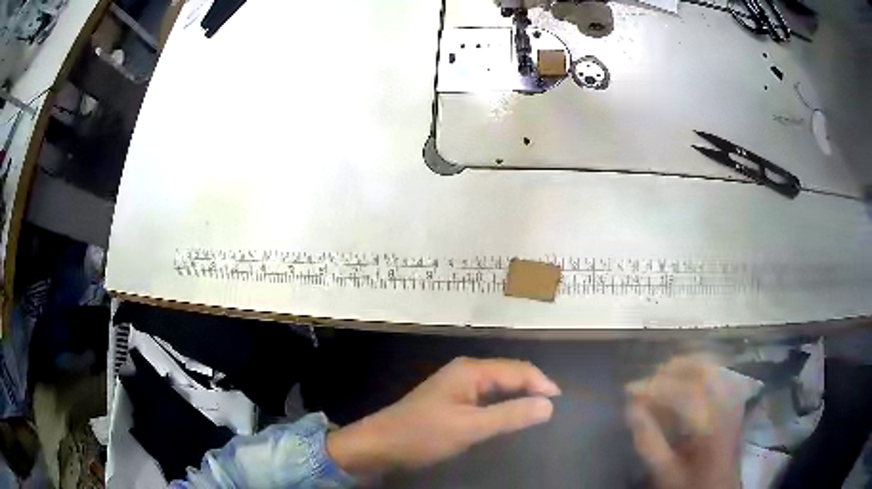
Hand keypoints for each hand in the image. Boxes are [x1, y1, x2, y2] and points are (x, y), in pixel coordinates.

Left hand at [327, 357, 559, 478]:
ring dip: (519, 396)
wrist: (380, 444)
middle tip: (552, 410)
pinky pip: (487, 397)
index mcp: (472, 370)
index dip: (542, 384)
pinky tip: (509, 417)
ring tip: (538, 413)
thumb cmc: (423, 435)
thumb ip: (509, 415)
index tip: (561, 405)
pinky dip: (503, 404)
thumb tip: (549, 405)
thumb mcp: (470, 427)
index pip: (518, 370)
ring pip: (499, 386)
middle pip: (510, 374)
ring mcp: (457, 385)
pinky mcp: (452, 400)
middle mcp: (466, 371)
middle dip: (533, 387)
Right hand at [625, 355, 744, 488]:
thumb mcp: (666, 473)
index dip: (656, 388)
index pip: (686, 395)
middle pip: (705, 372)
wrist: (719, 488)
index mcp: (713, 428)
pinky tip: (686, 379)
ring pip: (714, 368)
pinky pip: (720, 374)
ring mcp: (735, 402)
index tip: (630, 390)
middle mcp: (728, 407)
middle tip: (649, 379)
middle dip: (673, 370)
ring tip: (664, 375)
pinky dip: (700, 371)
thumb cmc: (691, 484)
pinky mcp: (735, 402)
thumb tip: (631, 409)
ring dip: (687, 366)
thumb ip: (649, 443)